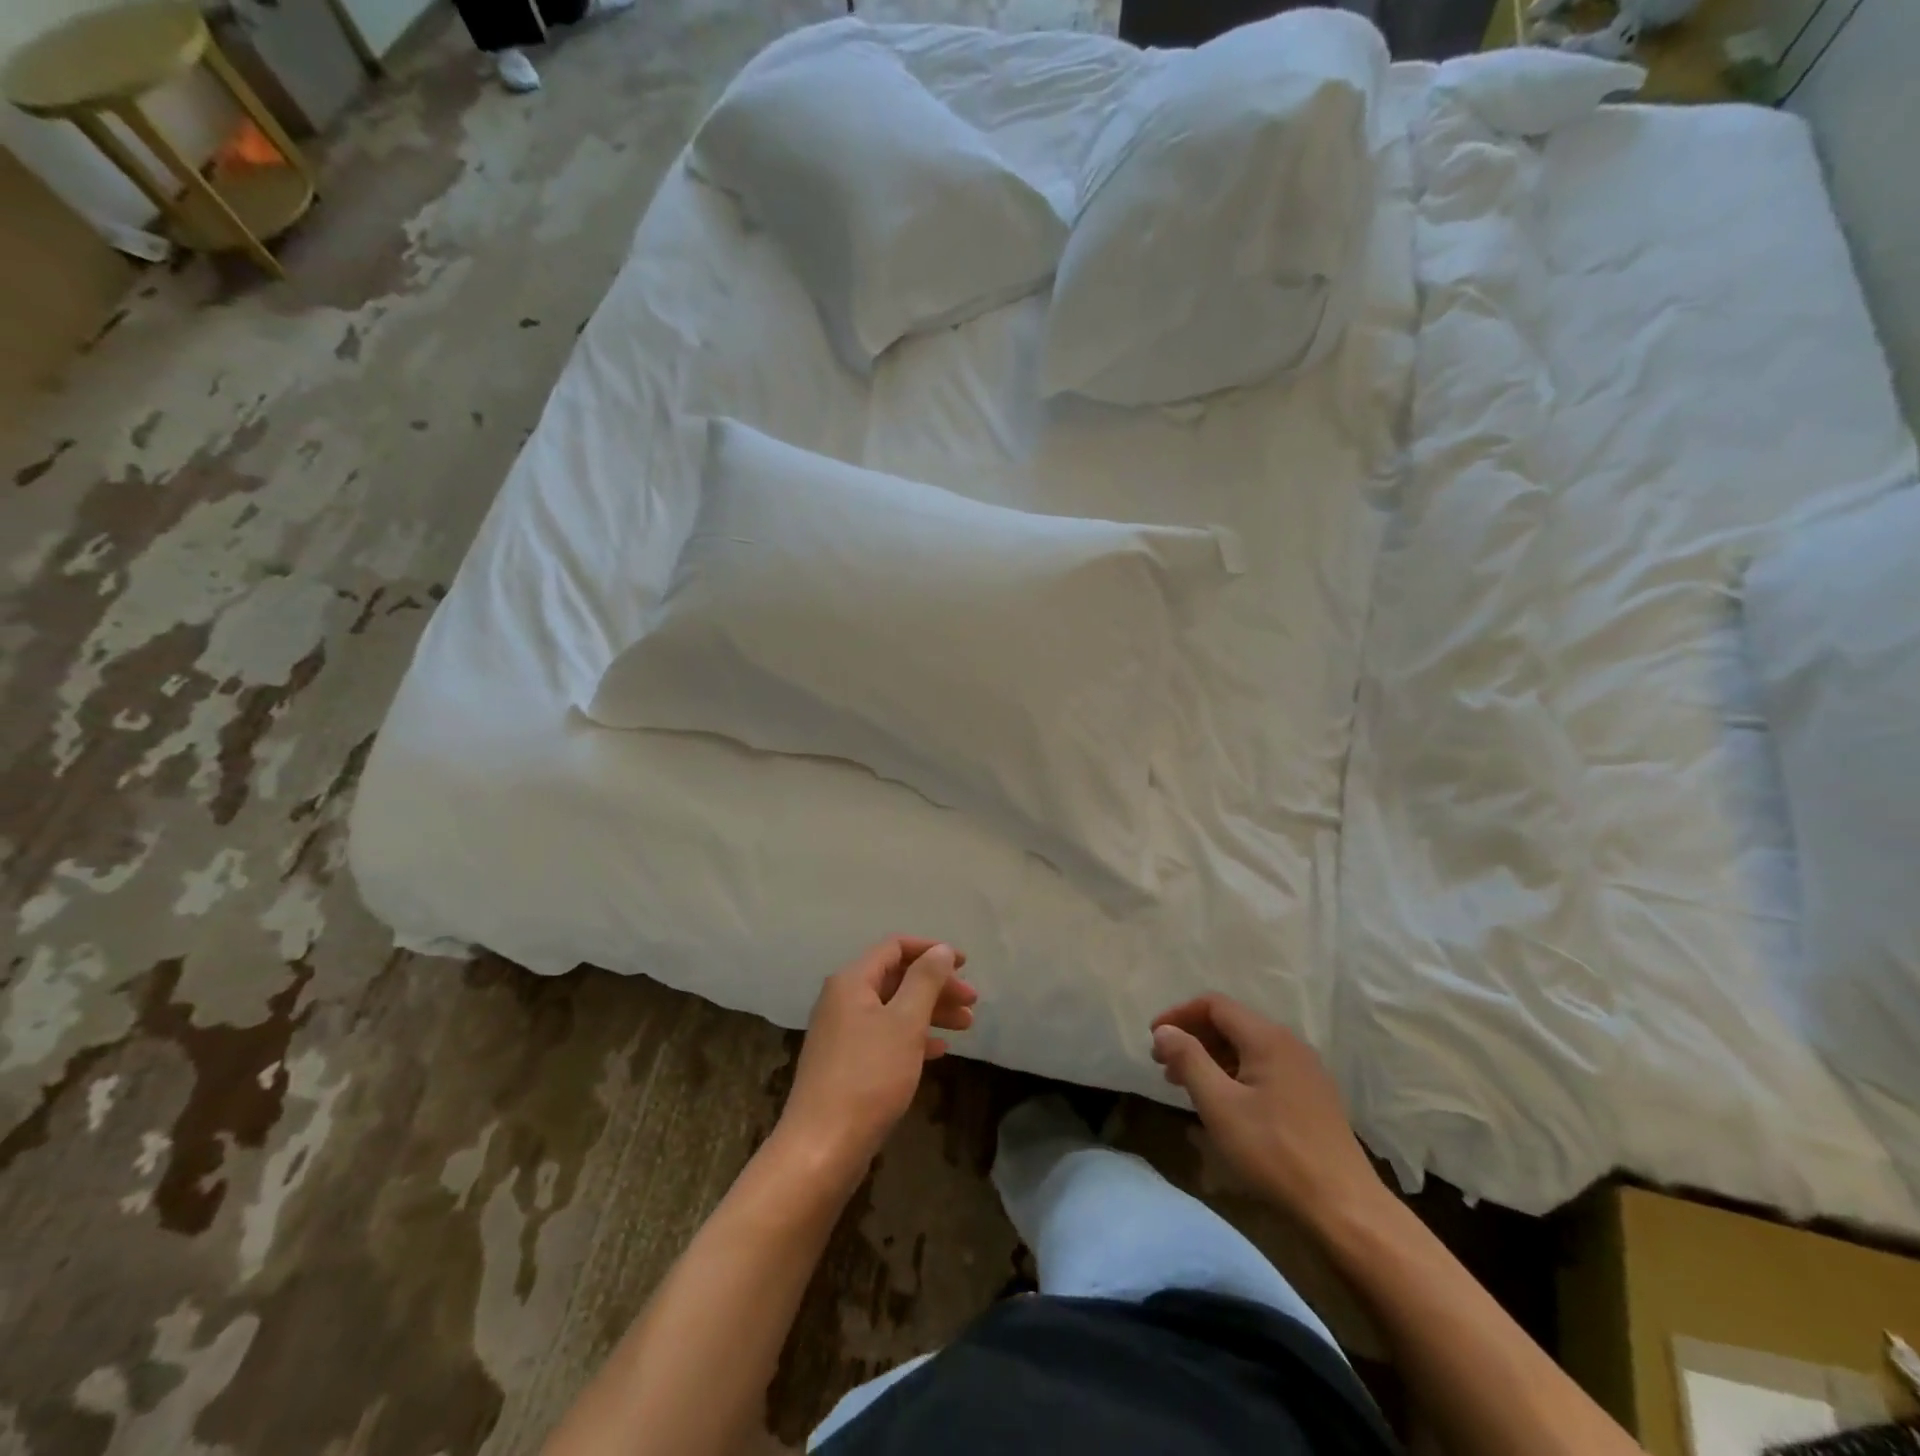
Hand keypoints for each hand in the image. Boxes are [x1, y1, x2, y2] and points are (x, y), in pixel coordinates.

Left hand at [777, 938, 975, 1177]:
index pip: (895, 947)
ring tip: (966, 1026)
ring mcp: (842, 1032)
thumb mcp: (905, 1022)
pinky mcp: (846, 1063)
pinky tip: (939, 1051)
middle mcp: (843, 1000)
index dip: (932, 951)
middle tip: (972, 1002)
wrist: (823, 1147)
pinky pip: (885, 1036)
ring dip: (930, 1012)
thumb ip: (925, 980)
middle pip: (896, 978)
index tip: (966, 965)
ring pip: (893, 1008)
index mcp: (852, 981)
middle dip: (936, 986)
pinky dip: (913, 1037)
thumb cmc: (869, 1076)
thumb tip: (941, 949)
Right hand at [1150, 994, 1384, 1228]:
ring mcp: (1305, 1070)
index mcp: (1267, 1038)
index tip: (1153, 1038)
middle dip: (1193, 1038)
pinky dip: (1235, 1074)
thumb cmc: (1274, 1152)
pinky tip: (1224, 1103)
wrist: (1345, 1208)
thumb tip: (1164, 1031)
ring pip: (1247, 1048)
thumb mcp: (1220, 1105)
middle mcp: (1289, 1044)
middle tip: (1164, 1065)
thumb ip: (1188, 1060)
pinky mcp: (1313, 1096)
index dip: (1179, 1015)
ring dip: (1212, 1058)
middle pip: (1231, 1024)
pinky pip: (1264, 1068)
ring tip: (1187, 1086)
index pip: (1214, 1005)